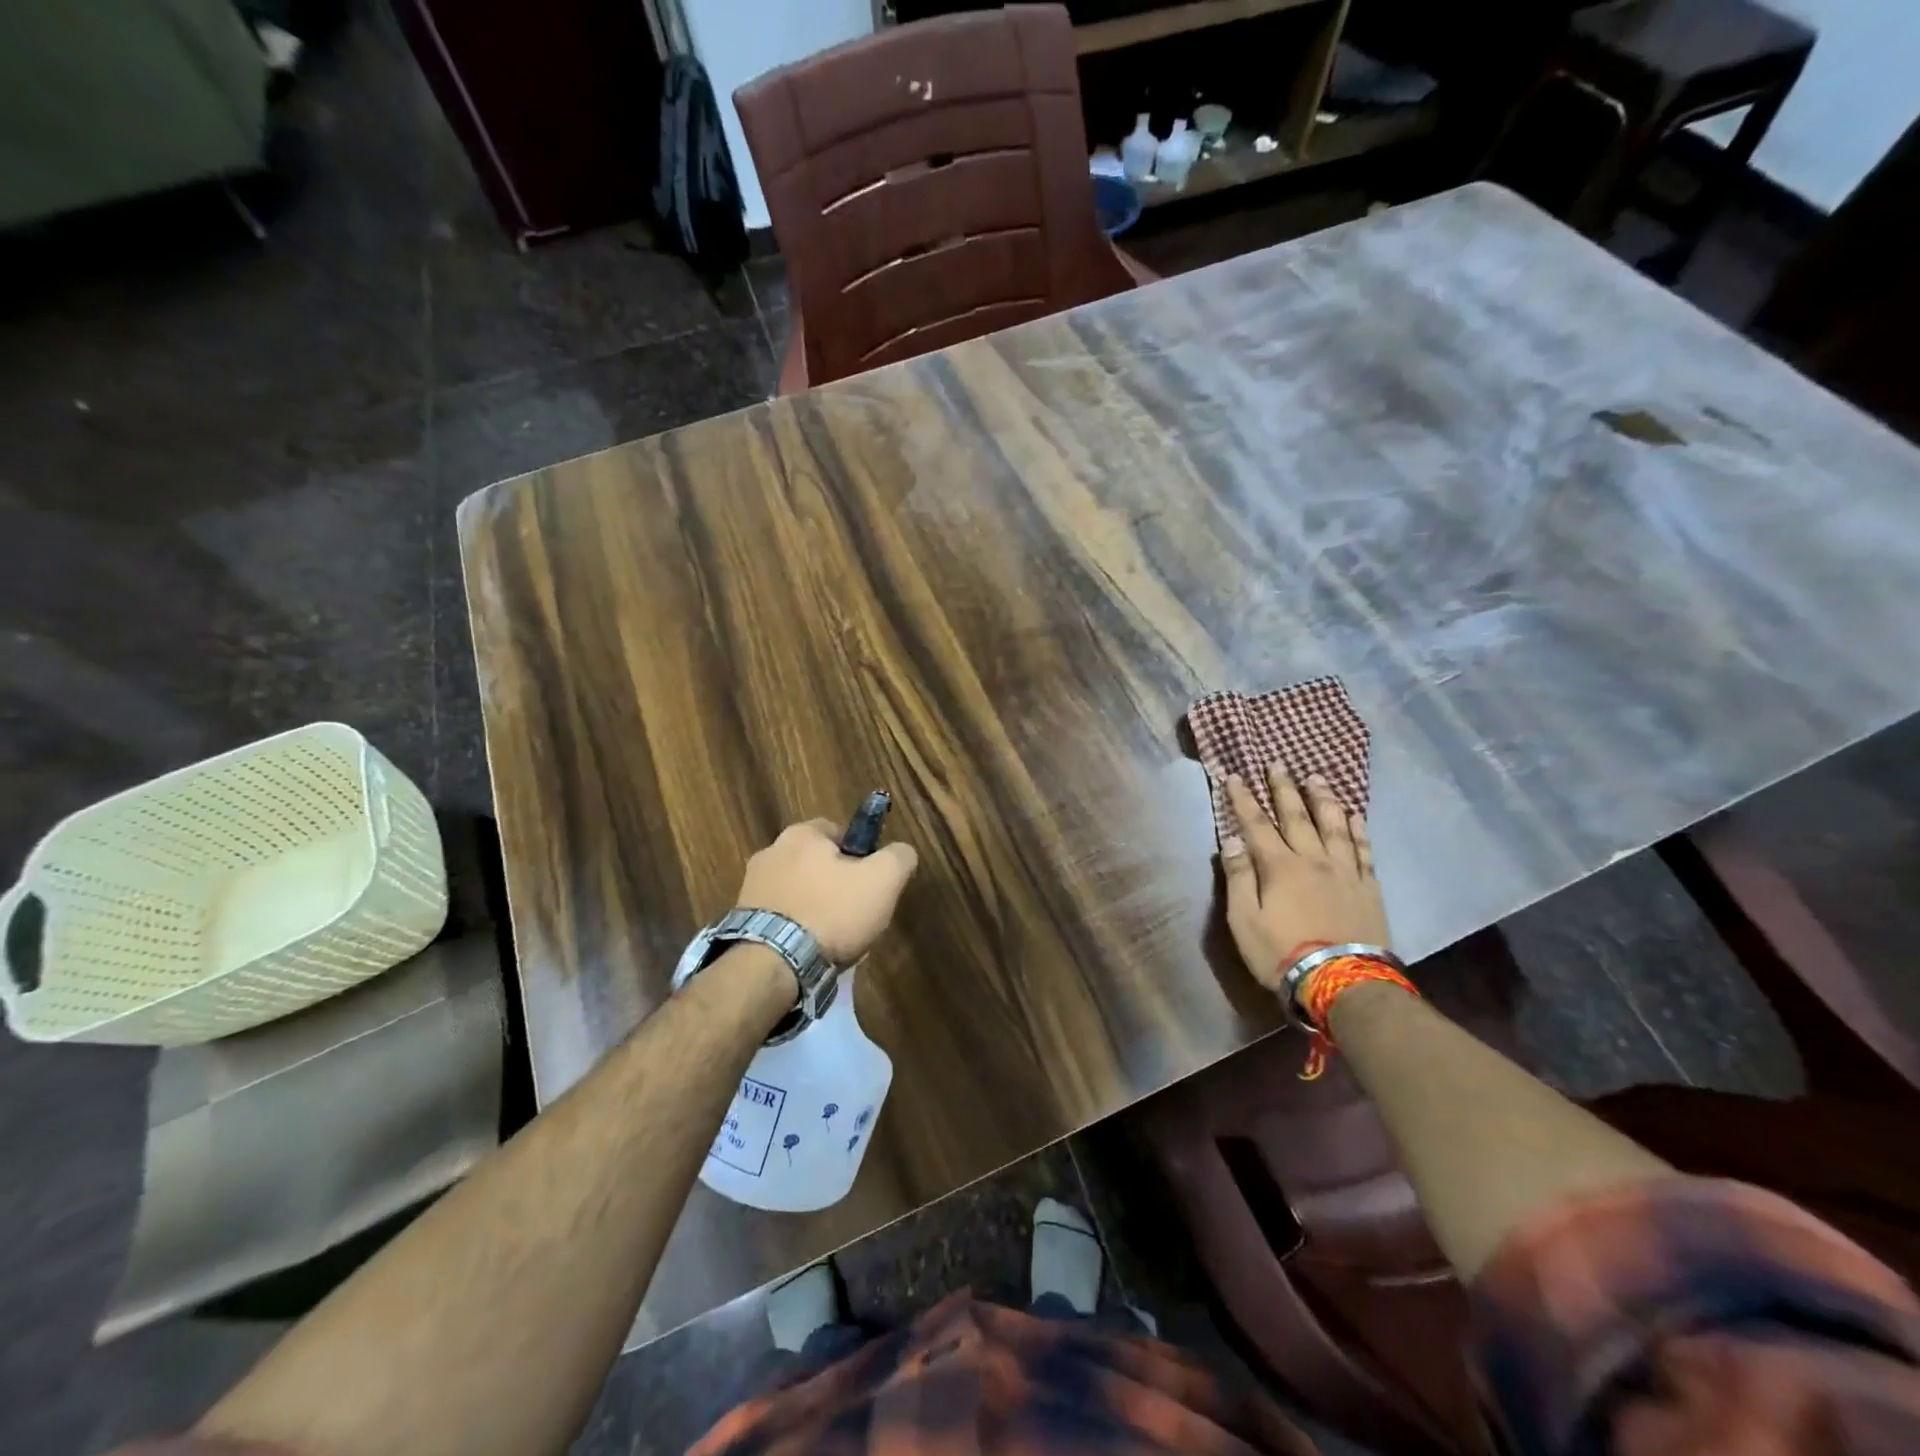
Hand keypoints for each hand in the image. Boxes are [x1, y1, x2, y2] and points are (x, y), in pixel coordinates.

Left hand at [734, 820, 918, 963]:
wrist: (773, 964)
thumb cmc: (832, 912)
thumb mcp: (883, 880)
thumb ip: (899, 857)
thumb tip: (902, 852)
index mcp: (801, 834)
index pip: (837, 832)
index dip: (859, 855)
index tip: (869, 881)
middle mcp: (770, 852)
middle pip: (815, 863)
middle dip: (835, 884)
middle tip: (855, 913)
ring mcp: (751, 887)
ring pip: (797, 892)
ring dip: (814, 909)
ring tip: (832, 940)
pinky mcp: (742, 921)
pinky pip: (780, 918)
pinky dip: (794, 930)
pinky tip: (809, 953)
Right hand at [1219, 768, 1389, 993]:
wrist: (1344, 983)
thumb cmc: (1283, 954)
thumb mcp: (1245, 921)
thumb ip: (1239, 878)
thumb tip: (1232, 841)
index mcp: (1279, 867)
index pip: (1256, 824)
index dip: (1243, 799)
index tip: (1234, 776)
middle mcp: (1313, 860)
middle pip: (1297, 816)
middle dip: (1284, 789)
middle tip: (1278, 764)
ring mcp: (1345, 872)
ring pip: (1334, 826)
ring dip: (1323, 800)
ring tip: (1316, 778)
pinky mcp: (1368, 887)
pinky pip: (1363, 850)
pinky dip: (1358, 829)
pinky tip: (1354, 815)